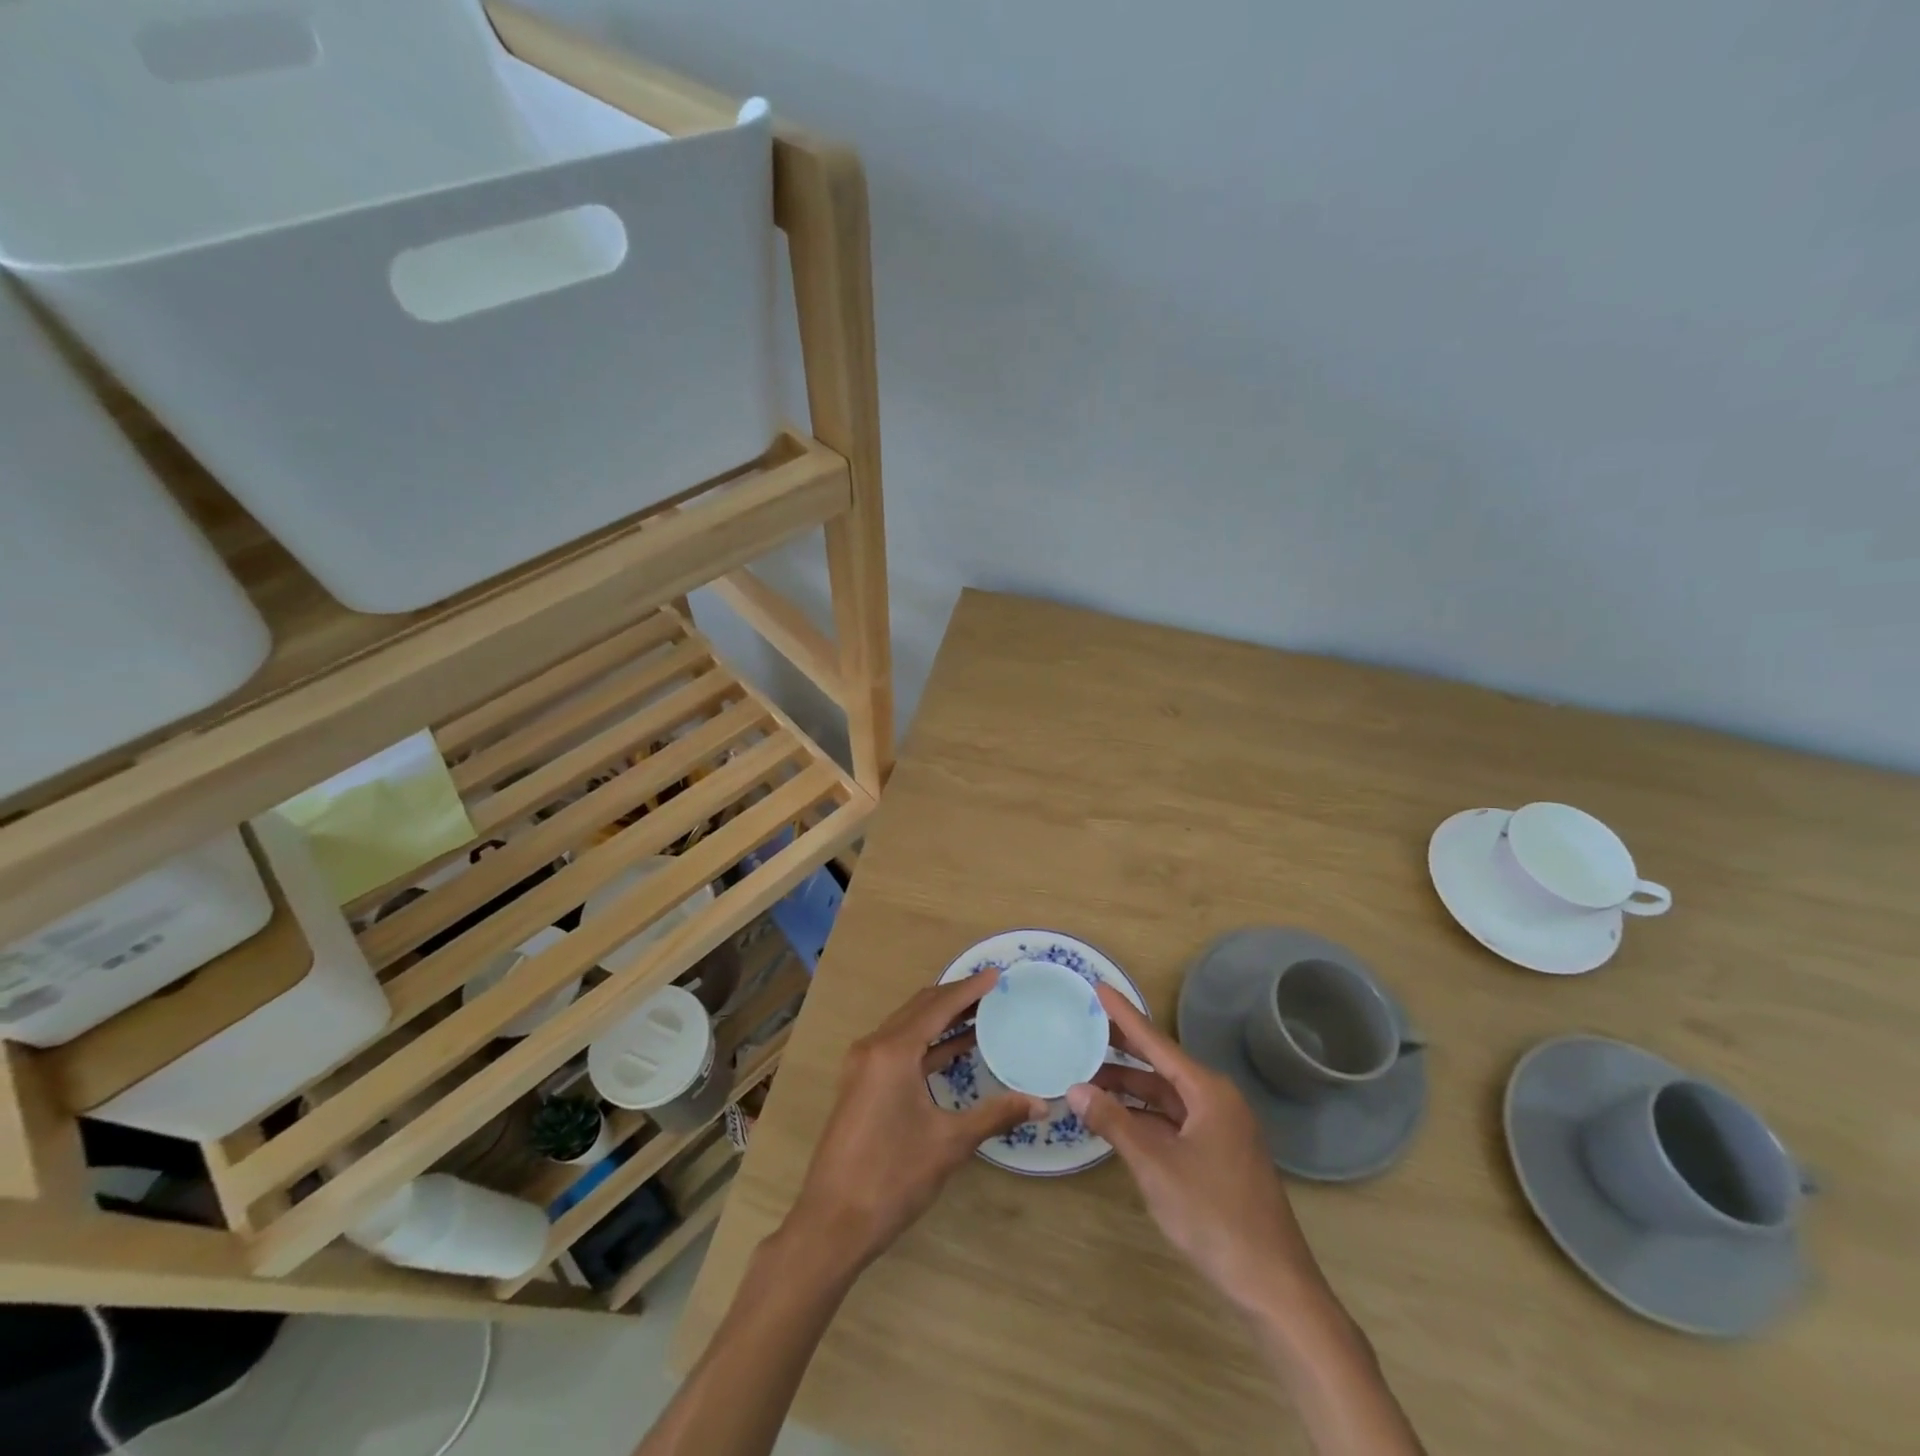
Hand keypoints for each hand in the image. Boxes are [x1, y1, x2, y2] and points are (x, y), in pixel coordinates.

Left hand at [786, 970, 1046, 1275]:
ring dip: (941, 1019)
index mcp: (893, 1051)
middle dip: (955, 997)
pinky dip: (927, 1042)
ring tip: (980, 1013)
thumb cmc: (892, 1178)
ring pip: (907, 1027)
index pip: (937, 1006)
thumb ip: (995, 1115)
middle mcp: (874, 1047)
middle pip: (919, 1008)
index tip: (997, 975)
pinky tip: (954, 1049)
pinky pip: (899, 1047)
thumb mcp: (949, 1143)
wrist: (832, 1224)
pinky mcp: (861, 1084)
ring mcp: (863, 1065)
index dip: (969, 988)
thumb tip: (1041, 1103)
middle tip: (993, 991)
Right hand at [1068, 983, 1326, 1311]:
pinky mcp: (1218, 1155)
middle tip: (1085, 1027)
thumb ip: (1114, 1123)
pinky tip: (1117, 1119)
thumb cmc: (1214, 1216)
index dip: (1124, 1015)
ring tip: (1088, 1077)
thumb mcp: (1155, 1165)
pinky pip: (1174, 1120)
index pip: (1156, 1042)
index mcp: (1208, 1092)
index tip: (1099, 987)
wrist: (1273, 1286)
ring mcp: (1220, 1129)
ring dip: (1130, 1089)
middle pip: (1161, 1065)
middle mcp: (1216, 1100)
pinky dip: (1144, 1116)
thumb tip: (1075, 1088)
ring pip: (1166, 1096)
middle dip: (1123, 1050)